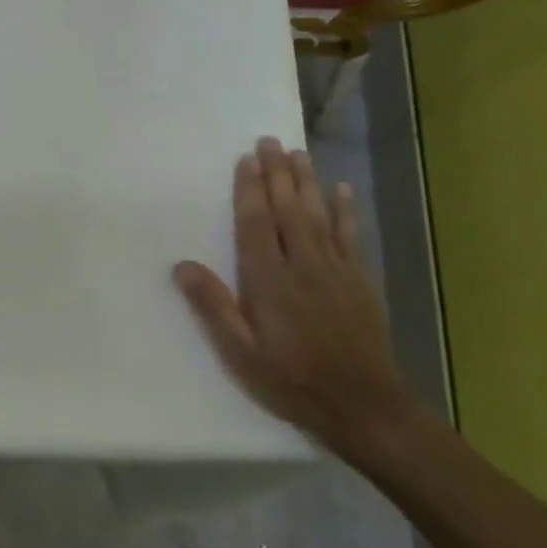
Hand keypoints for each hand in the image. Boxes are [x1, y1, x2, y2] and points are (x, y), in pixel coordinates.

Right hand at [173, 137, 419, 462]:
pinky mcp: (359, 282)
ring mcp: (337, 271)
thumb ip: (213, 307)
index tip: (245, 160)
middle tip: (269, 141)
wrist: (364, 407)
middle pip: (289, 210)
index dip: (250, 191)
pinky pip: (351, 236)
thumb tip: (182, 265)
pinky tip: (341, 190)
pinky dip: (345, 211)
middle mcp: (304, 266)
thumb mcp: (240, 353)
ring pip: (319, 215)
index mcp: (269, 281)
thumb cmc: (291, 380)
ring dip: (306, 182)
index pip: (257, 225)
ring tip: (297, 153)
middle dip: (277, 174)